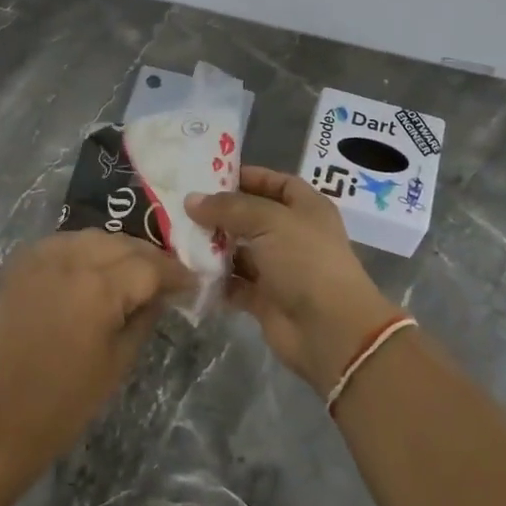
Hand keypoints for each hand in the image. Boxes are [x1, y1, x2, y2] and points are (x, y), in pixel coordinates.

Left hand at [0, 231, 190, 471]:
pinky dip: (84, 250)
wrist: (0, 416)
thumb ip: (145, 316)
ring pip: (94, 236)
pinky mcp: (21, 263)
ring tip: (133, 270)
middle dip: (149, 257)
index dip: (175, 273)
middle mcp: (70, 260)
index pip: (150, 266)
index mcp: (99, 287)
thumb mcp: (120, 360)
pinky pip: (64, 242)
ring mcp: (42, 257)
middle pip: (123, 243)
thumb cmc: (67, 401)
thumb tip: (162, 292)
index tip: (192, 283)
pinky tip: (94, 268)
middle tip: (166, 277)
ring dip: (118, 249)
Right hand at [186, 167, 396, 396]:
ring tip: (177, 236)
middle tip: (181, 206)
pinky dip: (215, 279)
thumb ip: (229, 208)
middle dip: (220, 212)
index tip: (210, 175)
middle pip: (252, 216)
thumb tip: (192, 200)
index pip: (275, 182)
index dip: (247, 176)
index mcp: (306, 208)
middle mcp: (292, 234)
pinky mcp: (264, 298)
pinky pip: (234, 283)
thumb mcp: (269, 221)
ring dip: (213, 246)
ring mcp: (278, 268)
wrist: (329, 329)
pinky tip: (188, 270)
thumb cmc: (305, 261)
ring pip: (239, 250)